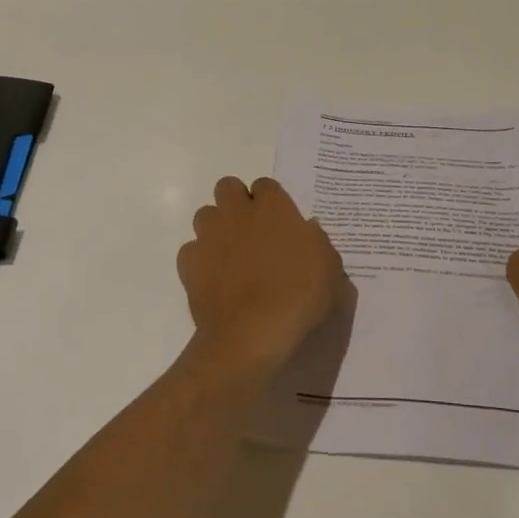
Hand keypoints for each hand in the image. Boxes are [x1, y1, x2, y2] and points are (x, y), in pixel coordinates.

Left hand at [178, 176, 345, 375]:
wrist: (252, 333)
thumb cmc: (299, 296)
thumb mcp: (329, 268)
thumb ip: (315, 241)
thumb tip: (304, 230)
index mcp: (273, 208)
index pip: (266, 185)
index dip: (271, 201)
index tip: (279, 221)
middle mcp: (237, 213)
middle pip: (227, 187)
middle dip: (236, 201)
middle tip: (251, 228)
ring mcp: (209, 236)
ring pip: (205, 214)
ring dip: (216, 227)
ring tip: (230, 252)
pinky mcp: (189, 262)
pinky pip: (191, 249)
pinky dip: (201, 258)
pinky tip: (214, 277)